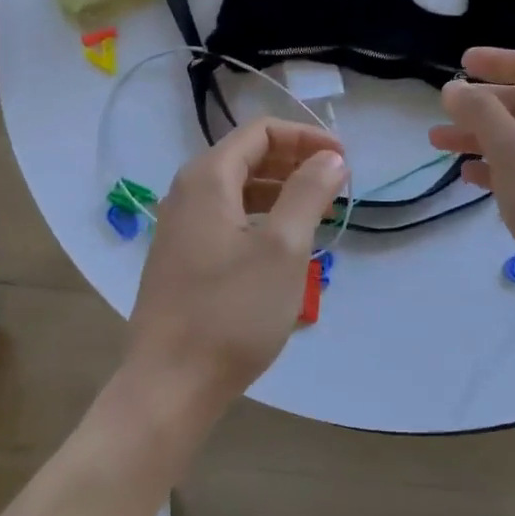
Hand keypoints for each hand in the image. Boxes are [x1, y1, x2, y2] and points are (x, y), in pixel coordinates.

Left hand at [128, 118, 346, 403]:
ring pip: (238, 190)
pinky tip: (284, 243)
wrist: (170, 383)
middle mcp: (187, 193)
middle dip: (295, 162)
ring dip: (281, 191)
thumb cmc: (232, 311)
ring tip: (318, 211)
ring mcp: (180, 227)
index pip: (260, 132)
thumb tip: (331, 158)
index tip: (344, 160)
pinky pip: (227, 218)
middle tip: (336, 184)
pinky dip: (261, 217)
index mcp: (207, 178)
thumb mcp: (283, 248)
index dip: (306, 138)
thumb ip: (308, 193)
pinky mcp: (182, 257)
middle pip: (247, 156)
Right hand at [432, 47, 514, 322]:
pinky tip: (468, 178)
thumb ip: (480, 113)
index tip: (459, 62)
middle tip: (442, 113)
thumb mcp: (513, 150)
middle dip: (480, 106)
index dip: (495, 61)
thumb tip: (454, 88)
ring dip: (480, 138)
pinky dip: (494, 168)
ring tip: (439, 144)